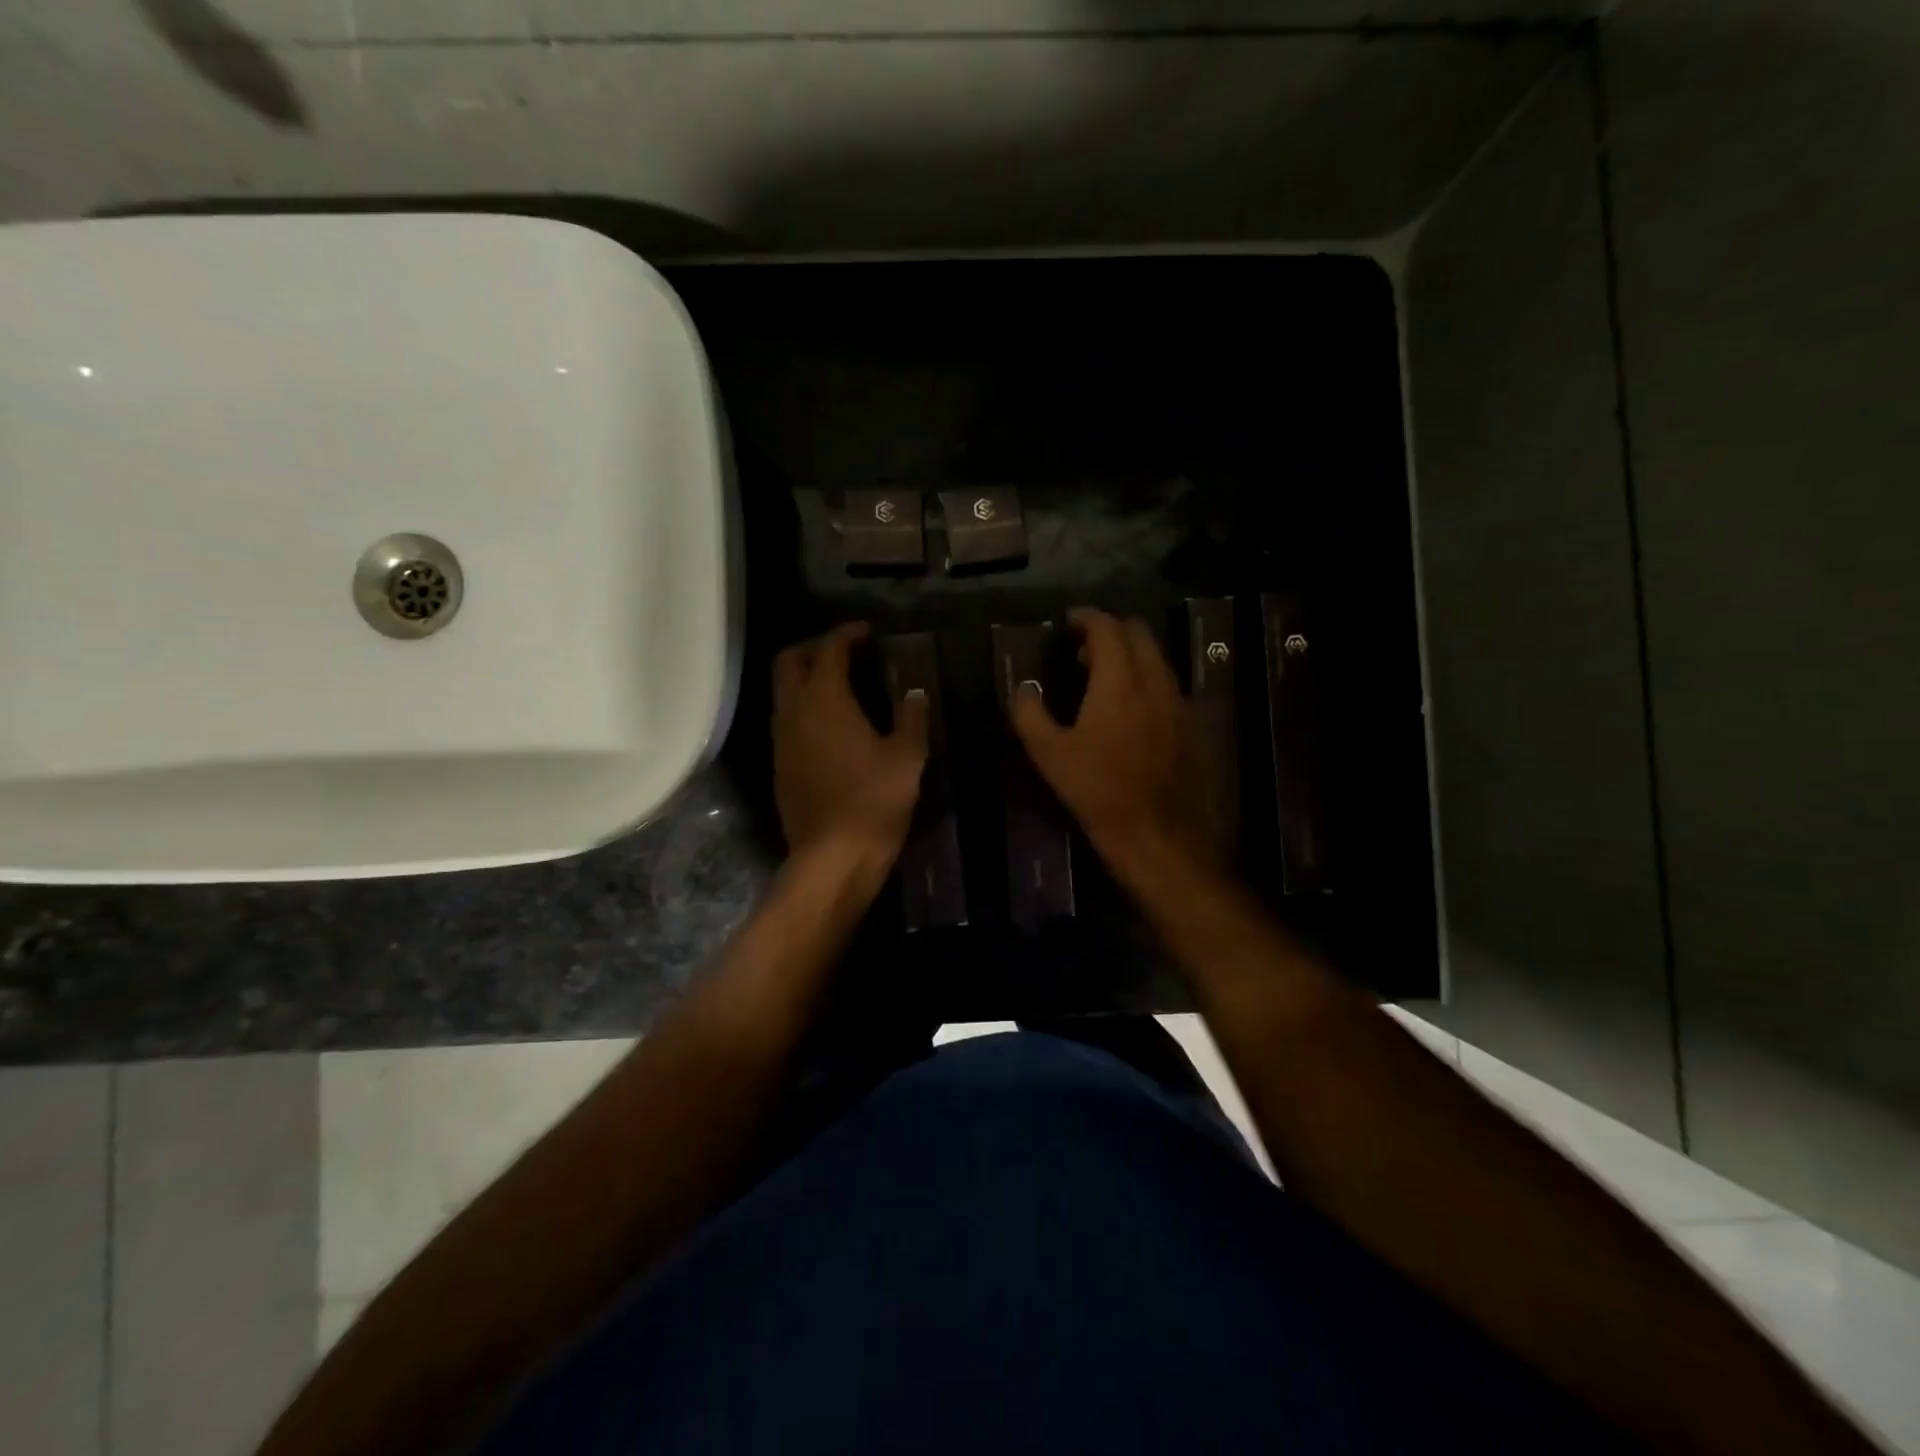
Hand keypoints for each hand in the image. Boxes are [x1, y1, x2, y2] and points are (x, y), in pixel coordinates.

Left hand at [773, 622, 928, 869]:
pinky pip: (786, 719)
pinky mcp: (780, 764)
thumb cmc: (874, 800)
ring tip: (842, 686)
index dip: (847, 634)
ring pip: (783, 691)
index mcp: (825, 699)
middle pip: (789, 661)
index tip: (868, 633)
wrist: (833, 856)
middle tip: (847, 653)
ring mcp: (782, 739)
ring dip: (806, 678)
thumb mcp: (908, 757)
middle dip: (815, 648)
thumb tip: (915, 694)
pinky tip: (832, 725)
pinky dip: (804, 707)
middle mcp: (794, 711)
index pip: (828, 649)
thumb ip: (912, 717)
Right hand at [1010, 607, 1216, 886]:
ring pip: (1157, 658)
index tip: (1068, 622)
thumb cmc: (1098, 792)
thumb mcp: (1049, 755)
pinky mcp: (1192, 725)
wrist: (1158, 835)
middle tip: (1083, 651)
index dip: (1086, 618)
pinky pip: (1168, 685)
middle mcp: (1155, 681)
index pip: (1107, 628)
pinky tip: (1130, 709)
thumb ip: (1030, 714)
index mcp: (1119, 681)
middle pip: (1139, 633)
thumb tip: (1023, 689)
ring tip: (1103, 678)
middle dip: (1111, 631)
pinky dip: (1147, 680)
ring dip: (1130, 655)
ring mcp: (1179, 702)